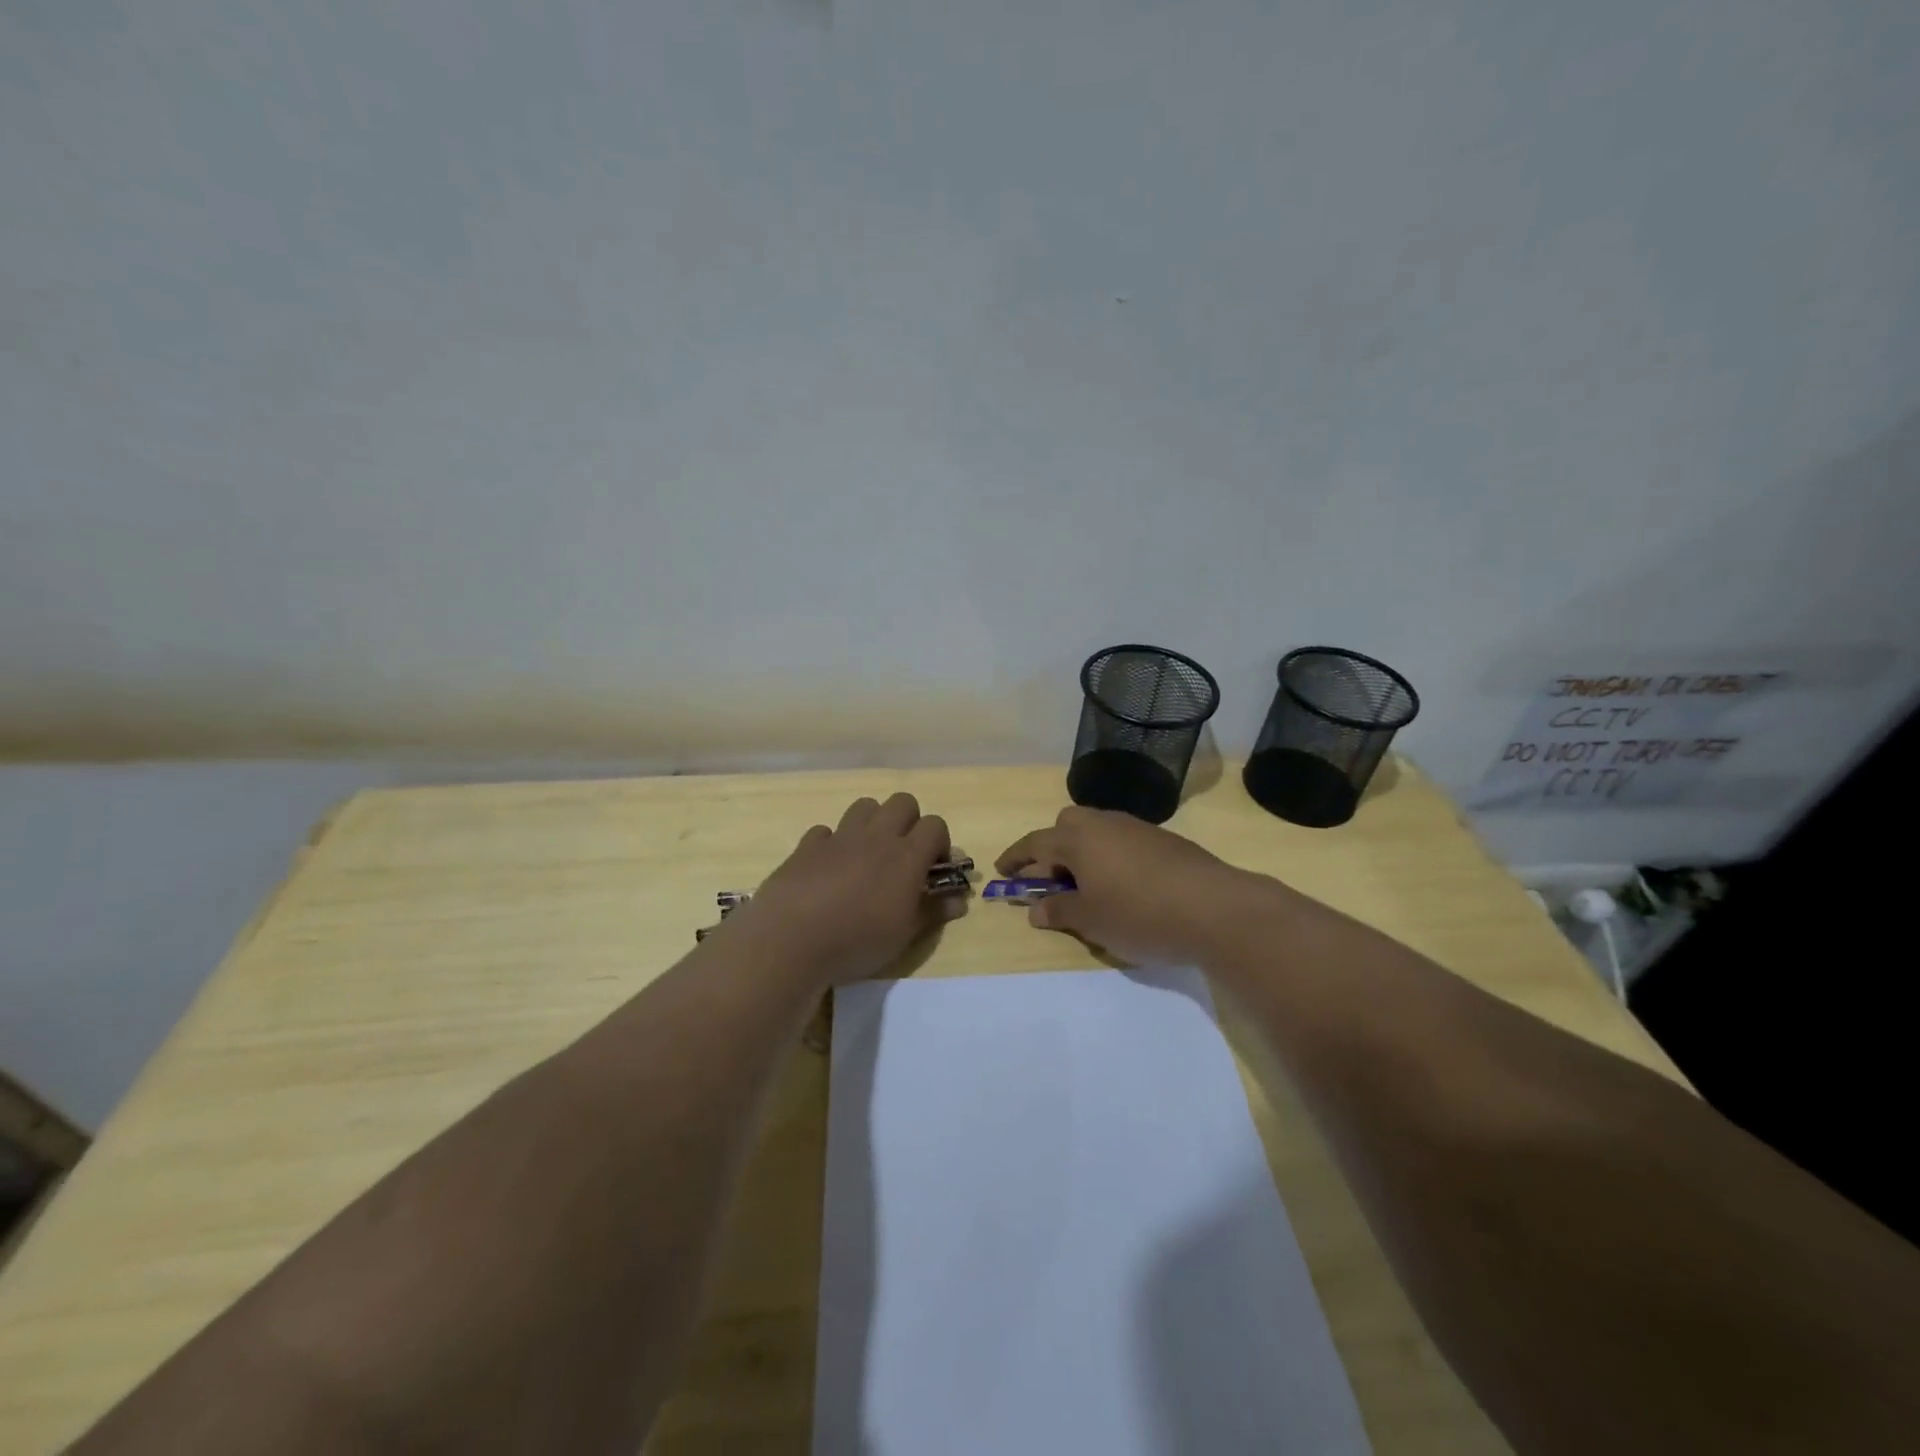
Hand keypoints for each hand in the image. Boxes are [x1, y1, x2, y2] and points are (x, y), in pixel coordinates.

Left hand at [728, 793, 963, 989]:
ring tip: (868, 856)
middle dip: (909, 822)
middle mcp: (875, 836)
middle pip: (903, 802)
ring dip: (873, 823)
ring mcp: (839, 837)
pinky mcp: (807, 846)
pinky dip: (833, 843)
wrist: (791, 938)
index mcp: (906, 855)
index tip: (934, 869)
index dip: (940, 843)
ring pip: (865, 806)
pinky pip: (826, 831)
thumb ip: (933, 911)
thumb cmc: (858, 940)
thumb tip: (959, 900)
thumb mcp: (904, 934)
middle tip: (904, 855)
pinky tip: (829, 868)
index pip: (936, 825)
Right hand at [996, 806, 1272, 965]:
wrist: (1216, 908)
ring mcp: (1138, 829)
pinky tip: (1125, 887)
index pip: (1036, 842)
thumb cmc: (1140, 914)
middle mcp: (1106, 824)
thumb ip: (1059, 910)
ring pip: (1099, 830)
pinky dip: (1111, 857)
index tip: (1002, 871)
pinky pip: (1124, 841)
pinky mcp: (1165, 841)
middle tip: (1052, 878)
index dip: (1016, 858)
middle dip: (1053, 846)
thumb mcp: (1091, 920)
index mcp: (1079, 838)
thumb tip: (1036, 907)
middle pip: (1068, 824)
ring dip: (1084, 852)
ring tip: (1089, 887)